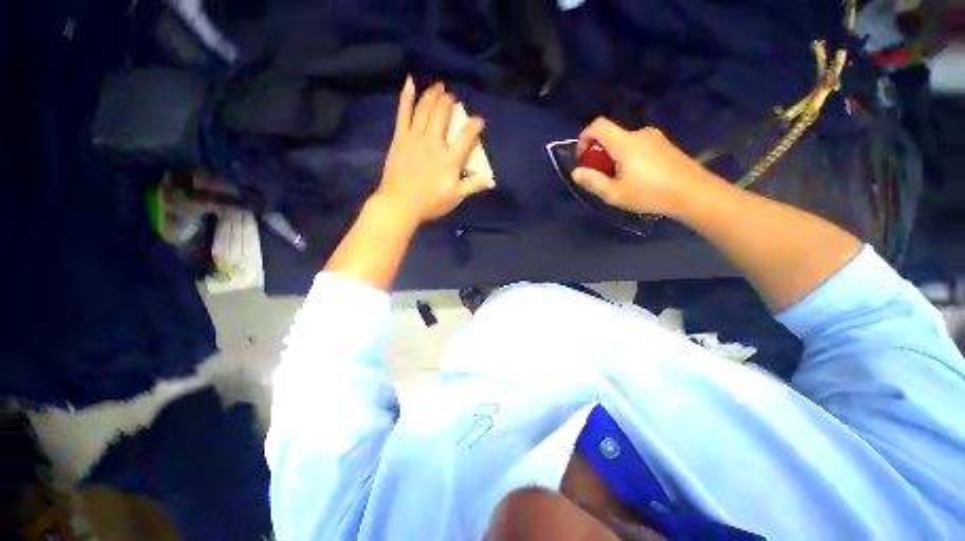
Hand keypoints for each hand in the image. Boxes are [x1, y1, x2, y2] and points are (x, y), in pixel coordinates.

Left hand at [374, 78, 493, 224]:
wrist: (399, 204)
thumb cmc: (430, 203)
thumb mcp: (455, 197)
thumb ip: (473, 185)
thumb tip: (492, 181)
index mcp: (449, 159)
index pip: (466, 136)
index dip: (475, 125)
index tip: (479, 121)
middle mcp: (433, 143)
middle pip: (443, 115)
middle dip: (450, 103)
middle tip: (453, 98)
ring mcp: (414, 138)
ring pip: (425, 109)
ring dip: (433, 94)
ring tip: (439, 86)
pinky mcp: (400, 138)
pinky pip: (403, 113)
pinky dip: (407, 97)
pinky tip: (410, 82)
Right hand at [572, 118, 709, 216]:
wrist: (694, 193)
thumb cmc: (650, 193)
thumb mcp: (614, 193)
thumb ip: (592, 181)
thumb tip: (576, 172)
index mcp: (625, 142)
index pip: (598, 125)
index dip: (584, 138)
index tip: (583, 158)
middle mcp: (639, 134)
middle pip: (611, 136)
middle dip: (599, 154)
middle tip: (601, 177)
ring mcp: (654, 138)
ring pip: (624, 143)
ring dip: (614, 158)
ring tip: (620, 181)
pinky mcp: (665, 145)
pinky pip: (638, 146)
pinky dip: (628, 158)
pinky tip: (637, 178)